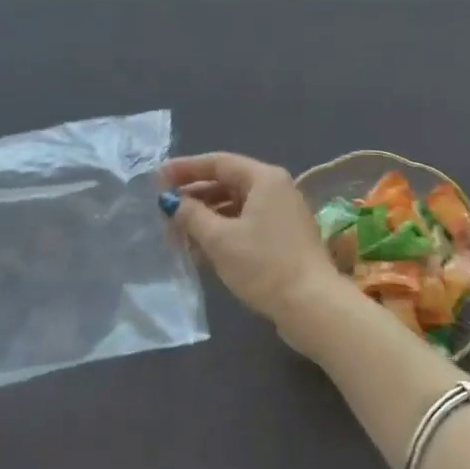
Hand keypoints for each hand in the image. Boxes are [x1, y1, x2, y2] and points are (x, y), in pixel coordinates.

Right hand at [160, 154, 351, 343]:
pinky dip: (222, 233)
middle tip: (162, 209)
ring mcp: (282, 214)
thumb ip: (192, 216)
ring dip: (206, 218)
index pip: (219, 163)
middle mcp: (276, 189)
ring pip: (235, 207)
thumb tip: (171, 201)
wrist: (312, 305)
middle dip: (194, 196)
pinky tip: (199, 251)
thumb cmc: (264, 265)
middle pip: (227, 183)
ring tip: (176, 234)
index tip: (157, 178)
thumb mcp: (220, 239)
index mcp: (264, 178)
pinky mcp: (283, 239)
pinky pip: (246, 225)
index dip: (186, 168)